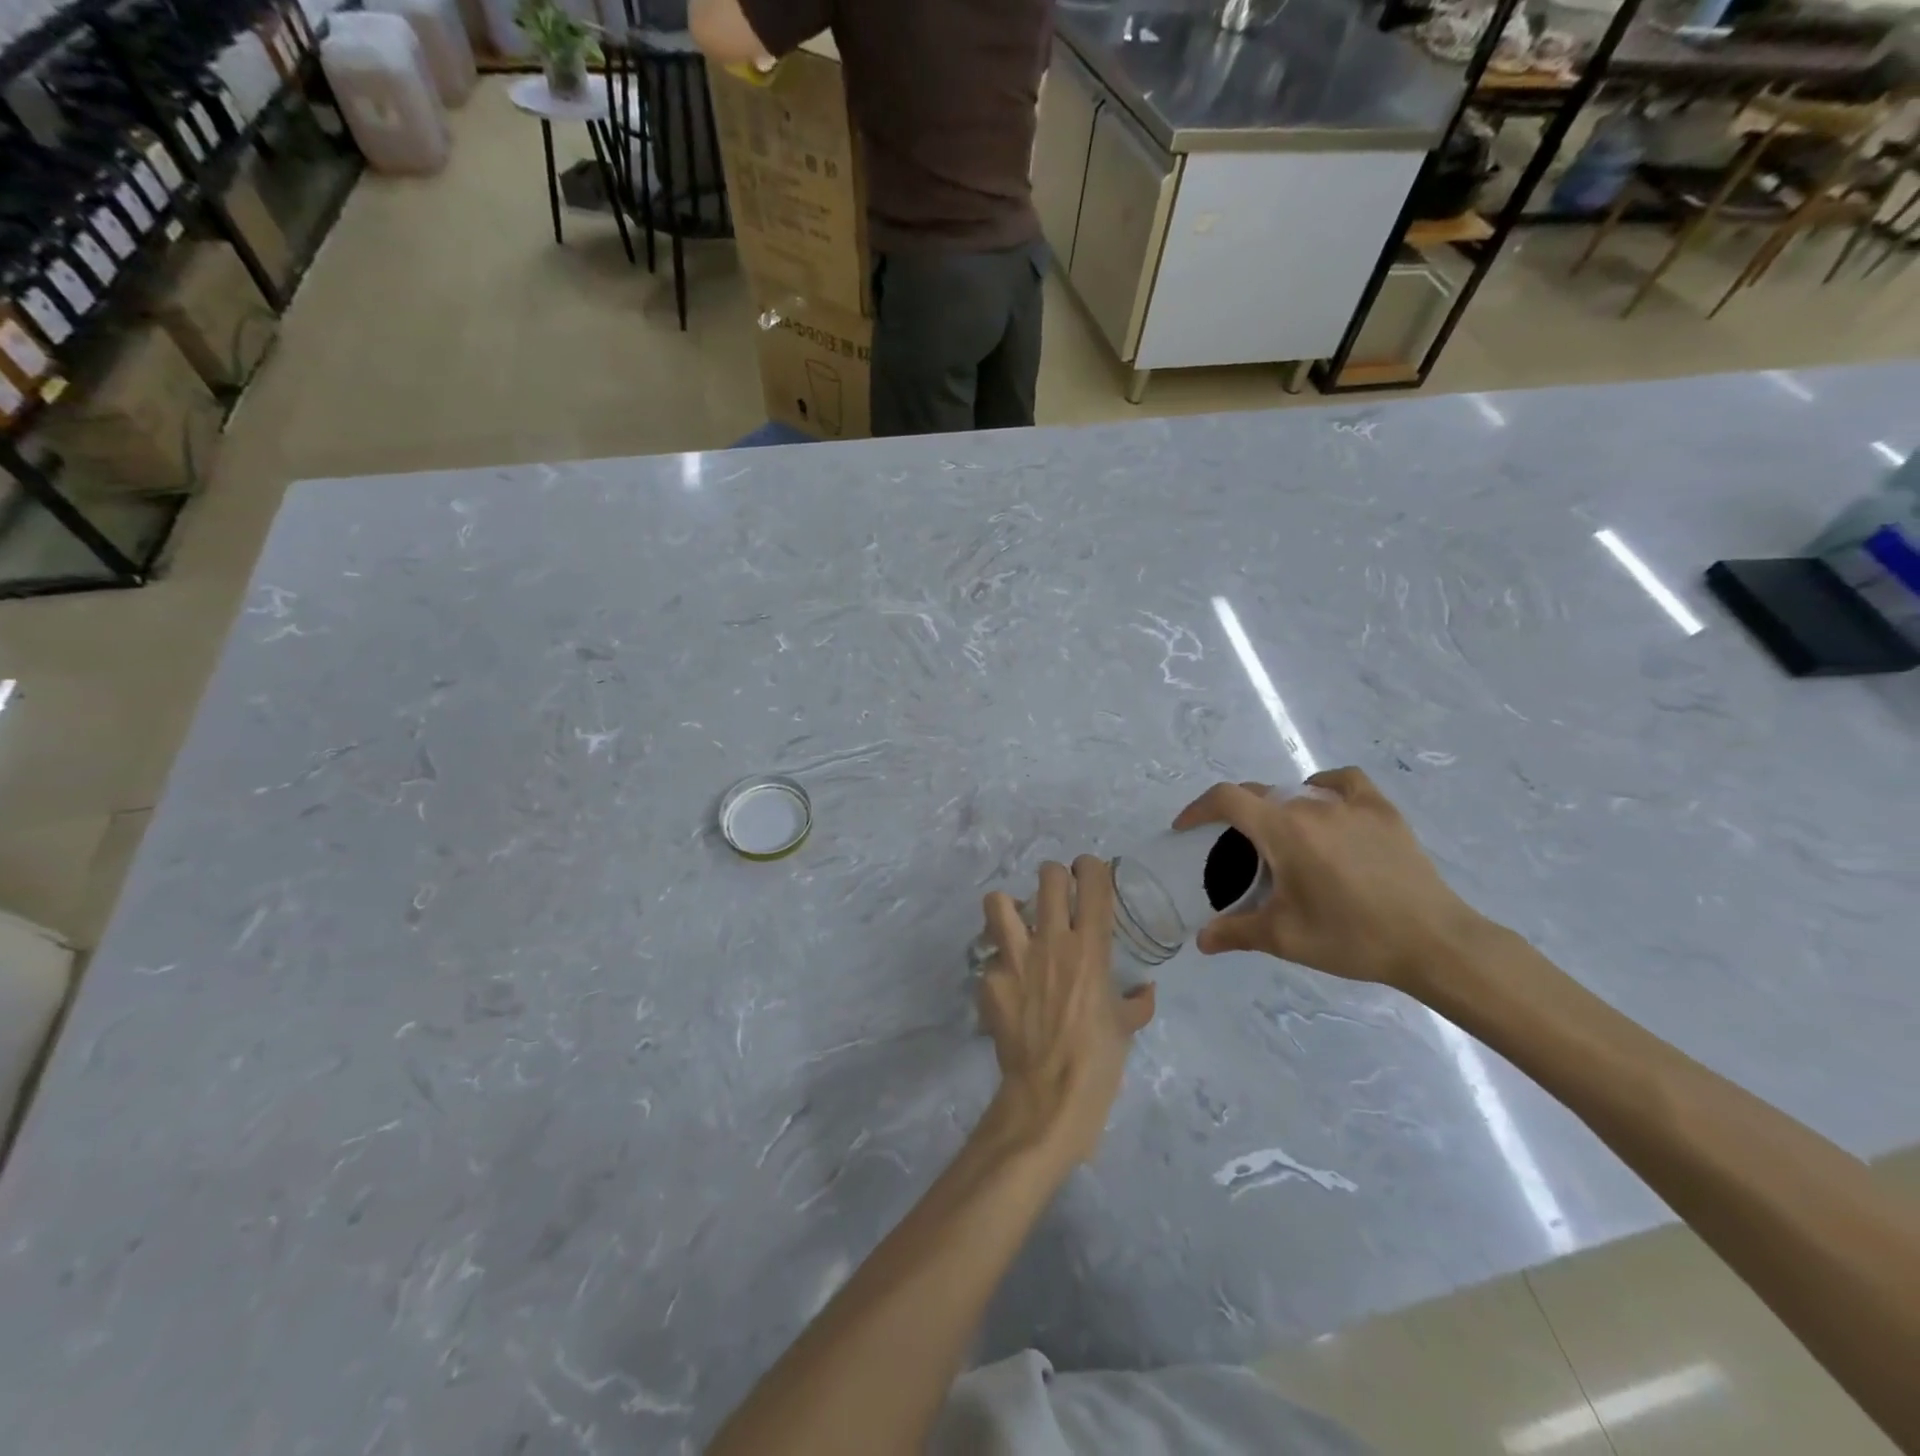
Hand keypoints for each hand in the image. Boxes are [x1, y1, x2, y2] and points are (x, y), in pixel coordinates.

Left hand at [977, 857, 1155, 1164]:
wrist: (1049, 1096)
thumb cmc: (1098, 1061)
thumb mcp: (1125, 1028)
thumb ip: (1136, 1002)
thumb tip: (1145, 991)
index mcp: (1091, 948)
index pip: (1092, 881)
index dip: (1090, 867)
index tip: (1088, 873)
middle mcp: (1052, 941)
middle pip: (1048, 876)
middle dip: (1053, 878)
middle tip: (1056, 896)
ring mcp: (1014, 958)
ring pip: (998, 901)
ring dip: (1008, 907)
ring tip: (1016, 923)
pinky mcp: (988, 980)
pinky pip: (988, 958)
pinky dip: (997, 966)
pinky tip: (1005, 985)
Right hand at [1172, 768, 1487, 992]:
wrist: (1433, 942)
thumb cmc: (1350, 937)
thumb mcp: (1284, 938)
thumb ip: (1235, 932)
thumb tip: (1201, 940)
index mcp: (1282, 830)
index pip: (1227, 799)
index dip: (1198, 808)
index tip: (1186, 827)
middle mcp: (1311, 806)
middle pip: (1259, 794)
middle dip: (1236, 814)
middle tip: (1232, 848)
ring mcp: (1350, 804)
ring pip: (1297, 791)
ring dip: (1276, 808)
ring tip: (1281, 839)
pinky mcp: (1382, 810)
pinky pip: (1342, 782)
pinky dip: (1323, 787)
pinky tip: (1325, 807)